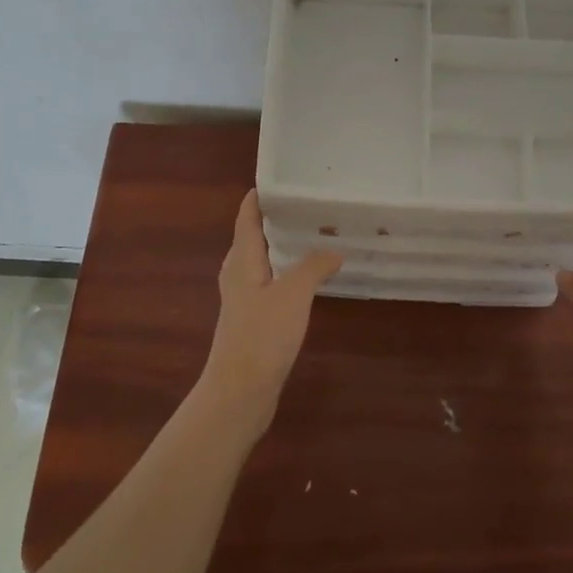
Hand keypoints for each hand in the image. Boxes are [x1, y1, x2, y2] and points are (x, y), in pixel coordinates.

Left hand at [197, 190, 342, 442]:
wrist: (238, 394)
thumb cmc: (261, 335)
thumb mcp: (293, 294)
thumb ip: (314, 267)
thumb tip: (334, 249)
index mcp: (242, 259)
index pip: (247, 217)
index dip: (259, 196)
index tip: (278, 178)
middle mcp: (238, 274)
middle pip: (252, 237)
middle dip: (275, 219)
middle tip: (305, 203)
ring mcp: (243, 299)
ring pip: (261, 261)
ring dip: (282, 247)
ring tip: (311, 235)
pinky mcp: (251, 321)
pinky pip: (269, 283)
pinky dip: (286, 272)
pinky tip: (306, 279)